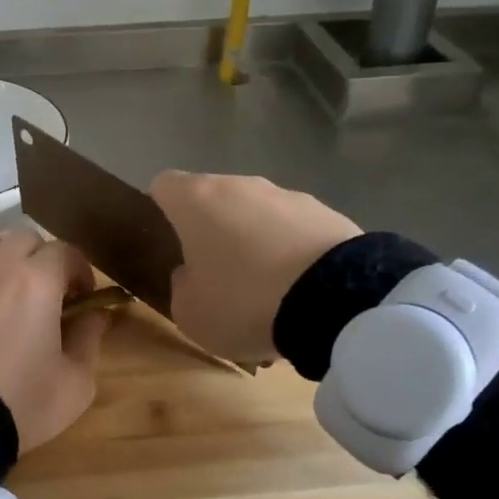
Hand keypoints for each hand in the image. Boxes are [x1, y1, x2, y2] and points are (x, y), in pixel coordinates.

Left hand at [0, 230, 111, 452]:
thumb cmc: (20, 401)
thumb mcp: (75, 382)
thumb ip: (90, 339)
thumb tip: (96, 315)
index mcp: (36, 280)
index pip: (65, 252)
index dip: (80, 271)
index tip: (82, 297)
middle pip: (24, 239)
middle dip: (42, 259)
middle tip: (47, 293)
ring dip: (5, 257)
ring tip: (9, 291)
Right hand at [149, 172, 362, 363]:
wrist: (337, 300)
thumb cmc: (243, 300)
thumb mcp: (190, 312)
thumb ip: (182, 287)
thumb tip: (193, 274)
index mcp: (196, 200)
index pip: (163, 185)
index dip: (160, 210)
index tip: (168, 243)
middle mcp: (240, 185)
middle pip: (214, 199)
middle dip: (211, 230)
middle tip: (215, 274)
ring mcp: (288, 195)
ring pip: (257, 214)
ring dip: (254, 241)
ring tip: (266, 290)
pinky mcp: (328, 213)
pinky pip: (295, 231)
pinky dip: (291, 252)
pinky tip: (300, 291)